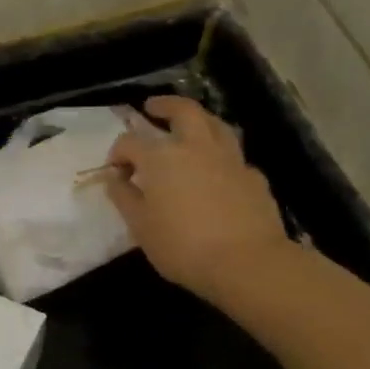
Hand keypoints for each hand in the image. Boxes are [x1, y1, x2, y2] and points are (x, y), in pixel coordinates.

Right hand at [106, 96, 294, 305]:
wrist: (246, 262)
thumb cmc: (182, 246)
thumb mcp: (140, 227)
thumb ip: (124, 197)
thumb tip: (115, 178)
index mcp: (161, 158)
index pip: (130, 142)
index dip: (118, 153)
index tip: (115, 171)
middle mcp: (196, 147)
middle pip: (182, 111)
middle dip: (164, 106)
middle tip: (152, 107)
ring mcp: (229, 158)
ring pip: (215, 124)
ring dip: (198, 120)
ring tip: (189, 126)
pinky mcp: (253, 176)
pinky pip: (233, 155)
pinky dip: (220, 155)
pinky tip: (217, 170)